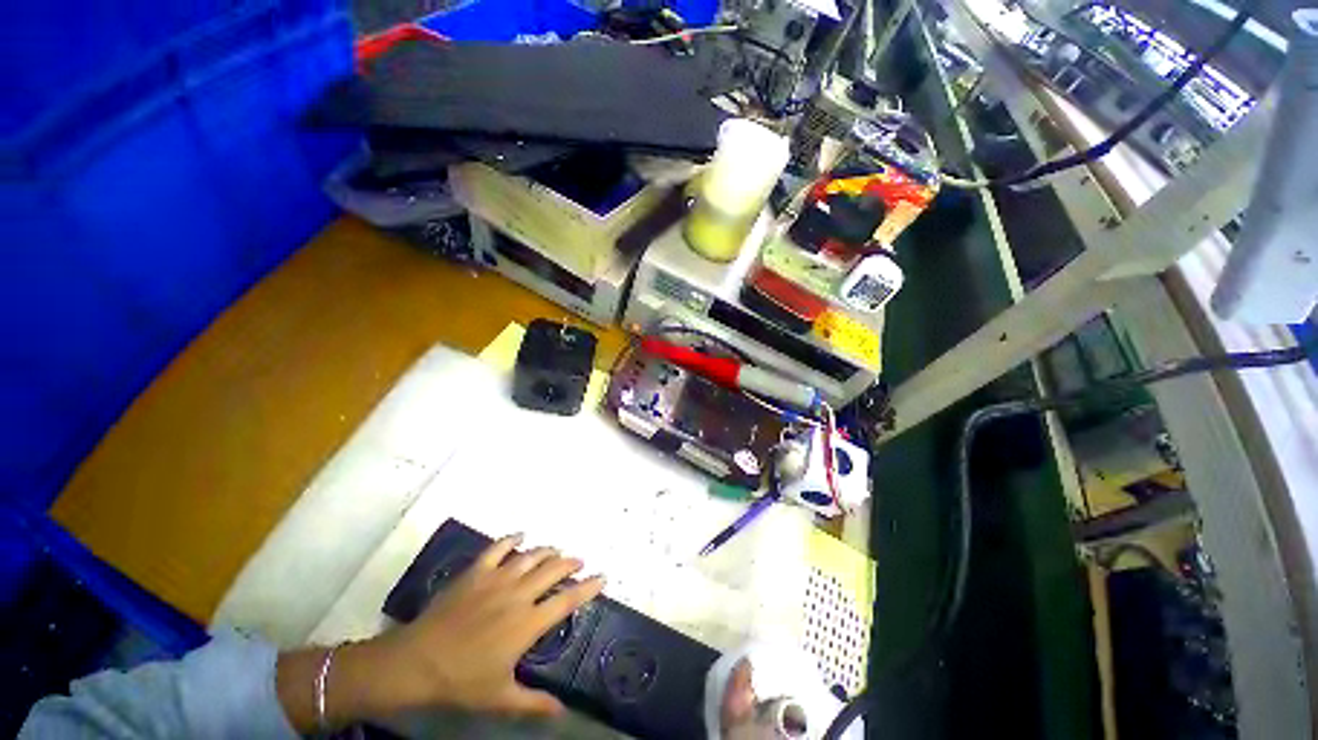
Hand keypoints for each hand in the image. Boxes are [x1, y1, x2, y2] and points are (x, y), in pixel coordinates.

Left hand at [277, 534, 604, 729]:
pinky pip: (498, 548)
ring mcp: (496, 578)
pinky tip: (520, 536)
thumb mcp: (500, 698)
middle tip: (579, 561)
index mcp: (528, 622)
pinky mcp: (476, 571)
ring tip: (556, 549)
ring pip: (531, 556)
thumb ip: (534, 703)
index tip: (603, 577)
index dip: (589, 587)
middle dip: (570, 562)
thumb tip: (563, 712)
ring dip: (547, 550)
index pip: (567, 599)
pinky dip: (511, 539)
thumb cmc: (461, 682)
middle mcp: (518, 594)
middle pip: (553, 569)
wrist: (416, 662)